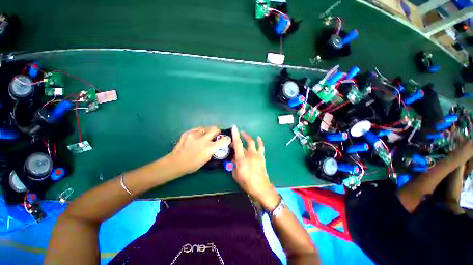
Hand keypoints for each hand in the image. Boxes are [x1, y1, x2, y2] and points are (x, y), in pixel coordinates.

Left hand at [169, 126, 230, 174]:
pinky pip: (197, 129)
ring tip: (205, 136)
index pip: (223, 140)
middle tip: (216, 135)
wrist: (176, 162)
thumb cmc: (193, 164)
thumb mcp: (207, 159)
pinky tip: (198, 136)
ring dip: (208, 131)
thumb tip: (217, 144)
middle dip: (217, 131)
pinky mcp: (187, 133)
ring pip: (206, 127)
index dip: (226, 139)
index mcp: (209, 148)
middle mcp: (203, 139)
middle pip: (215, 128)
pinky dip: (200, 131)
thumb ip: (213, 150)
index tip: (226, 139)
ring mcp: (194, 135)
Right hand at [231, 125, 279, 209]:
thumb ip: (234, 164)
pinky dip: (259, 141)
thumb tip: (235, 158)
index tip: (234, 127)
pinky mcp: (262, 157)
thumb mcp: (236, 174)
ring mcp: (257, 155)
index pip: (237, 144)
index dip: (235, 135)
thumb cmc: (246, 182)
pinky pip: (261, 147)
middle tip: (238, 133)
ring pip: (253, 142)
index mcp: (241, 159)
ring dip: (249, 137)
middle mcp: (250, 155)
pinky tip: (258, 138)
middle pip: (246, 142)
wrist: (261, 188)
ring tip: (245, 134)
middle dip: (242, 136)